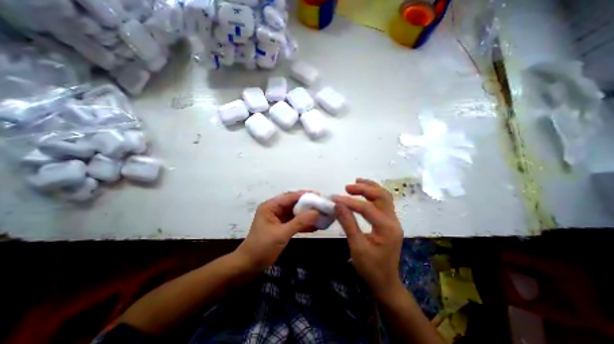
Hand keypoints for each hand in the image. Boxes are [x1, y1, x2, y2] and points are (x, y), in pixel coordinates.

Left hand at [237, 193, 318, 269]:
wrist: (249, 265)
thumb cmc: (262, 247)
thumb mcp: (281, 234)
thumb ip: (299, 222)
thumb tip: (316, 212)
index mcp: (271, 206)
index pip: (290, 196)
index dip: (305, 195)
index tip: (319, 196)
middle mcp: (275, 209)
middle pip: (294, 203)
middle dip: (308, 205)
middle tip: (322, 206)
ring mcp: (278, 218)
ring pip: (296, 213)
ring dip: (307, 215)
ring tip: (322, 215)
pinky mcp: (281, 226)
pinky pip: (295, 222)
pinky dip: (304, 224)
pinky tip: (315, 226)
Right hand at [333, 179, 406, 299]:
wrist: (385, 282)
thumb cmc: (371, 268)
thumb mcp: (357, 247)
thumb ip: (348, 223)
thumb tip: (337, 205)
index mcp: (387, 228)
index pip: (367, 208)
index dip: (349, 202)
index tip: (334, 198)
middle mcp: (393, 221)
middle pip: (381, 196)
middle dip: (364, 188)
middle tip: (347, 187)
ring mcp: (393, 220)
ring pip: (384, 197)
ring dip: (371, 187)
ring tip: (356, 182)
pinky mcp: (389, 222)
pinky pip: (383, 202)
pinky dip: (373, 194)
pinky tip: (364, 192)